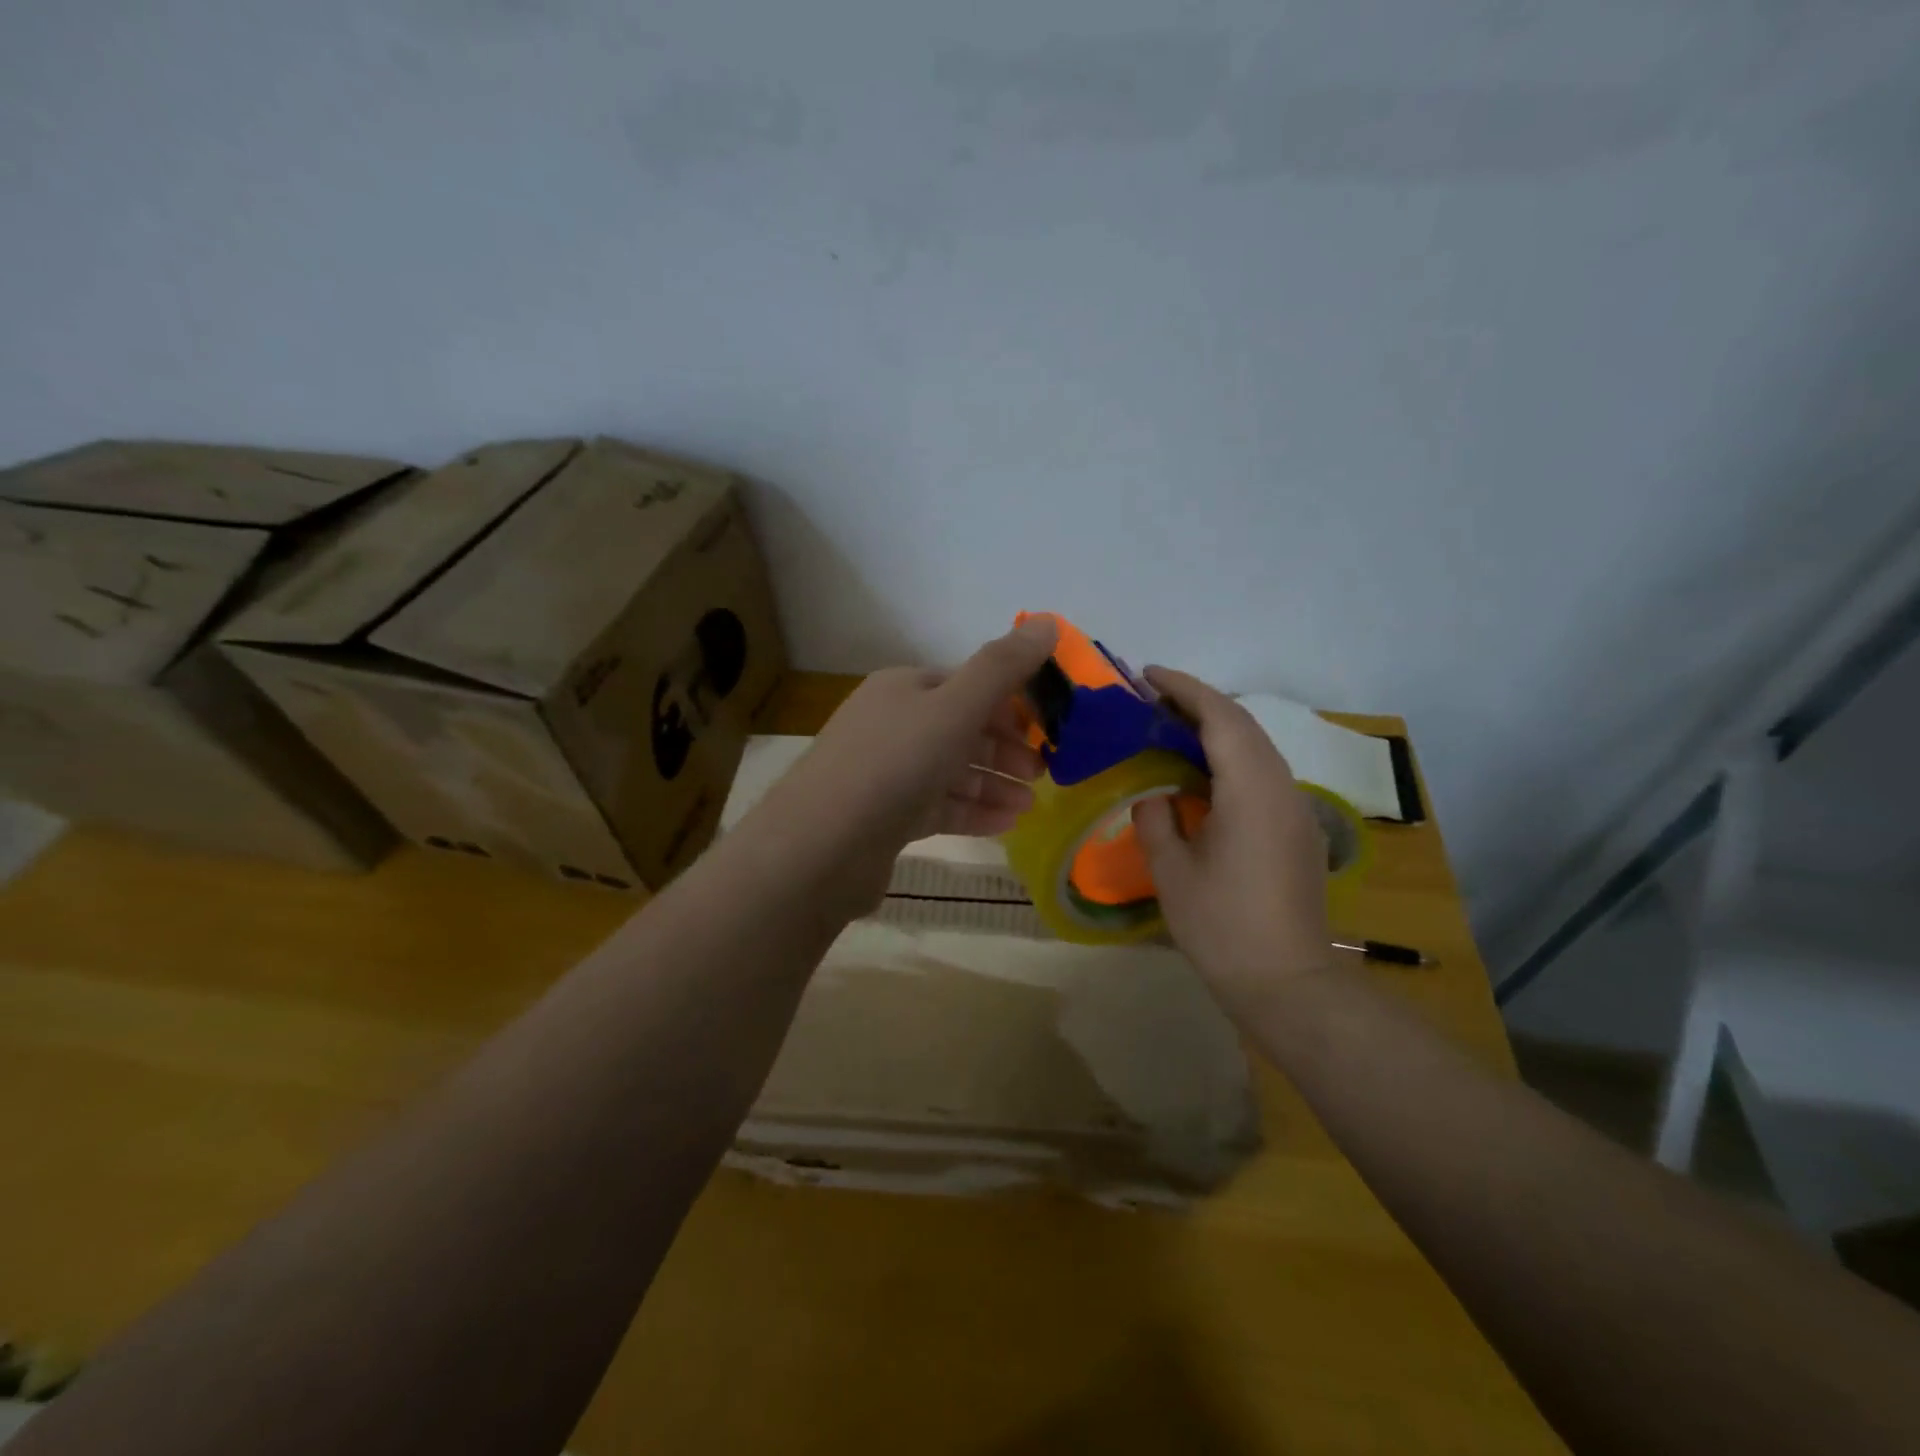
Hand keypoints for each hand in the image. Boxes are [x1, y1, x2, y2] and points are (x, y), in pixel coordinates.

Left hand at [743, 617, 1057, 916]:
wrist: (820, 846)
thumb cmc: (893, 764)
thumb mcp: (955, 707)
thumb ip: (1003, 667)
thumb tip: (1050, 622)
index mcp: (904, 688)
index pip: (968, 685)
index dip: (1011, 703)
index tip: (1048, 729)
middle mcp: (892, 724)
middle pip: (961, 729)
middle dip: (1005, 749)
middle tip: (1043, 773)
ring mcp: (885, 773)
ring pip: (951, 771)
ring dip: (994, 784)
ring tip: (1030, 805)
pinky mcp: (884, 817)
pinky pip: (938, 806)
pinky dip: (972, 812)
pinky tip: (1006, 824)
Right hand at [1130, 667, 1333, 1020]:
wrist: (1287, 983)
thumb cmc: (1223, 927)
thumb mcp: (1172, 873)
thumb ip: (1155, 821)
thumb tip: (1154, 795)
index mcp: (1251, 791)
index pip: (1221, 718)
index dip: (1185, 689)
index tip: (1148, 675)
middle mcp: (1281, 788)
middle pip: (1243, 725)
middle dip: (1198, 703)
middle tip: (1151, 700)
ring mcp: (1296, 809)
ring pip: (1257, 748)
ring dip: (1216, 729)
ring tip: (1169, 729)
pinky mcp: (1297, 829)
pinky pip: (1263, 774)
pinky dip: (1230, 757)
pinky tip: (1200, 774)